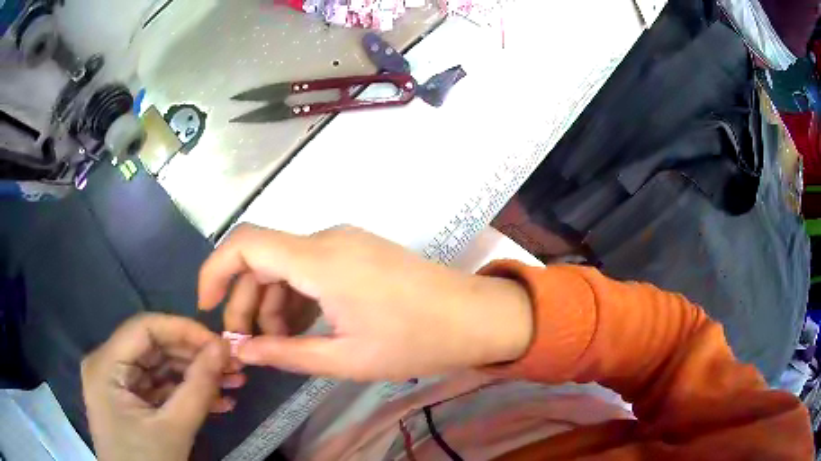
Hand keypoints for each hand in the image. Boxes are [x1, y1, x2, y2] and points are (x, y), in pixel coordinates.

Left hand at [81, 314, 244, 460]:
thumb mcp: (175, 429)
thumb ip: (198, 387)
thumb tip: (224, 347)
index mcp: (106, 365)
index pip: (144, 328)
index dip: (183, 329)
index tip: (220, 343)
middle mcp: (107, 364)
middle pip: (154, 346)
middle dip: (196, 356)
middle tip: (233, 366)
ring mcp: (118, 382)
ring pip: (161, 366)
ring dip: (197, 375)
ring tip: (234, 383)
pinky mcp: (130, 398)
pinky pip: (160, 386)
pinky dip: (187, 393)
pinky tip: (219, 402)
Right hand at [198, 225, 532, 381]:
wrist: (476, 318)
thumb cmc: (415, 342)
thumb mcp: (344, 358)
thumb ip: (285, 353)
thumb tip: (242, 350)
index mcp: (319, 260)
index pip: (244, 244)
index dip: (214, 271)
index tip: (206, 307)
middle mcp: (326, 239)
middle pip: (262, 259)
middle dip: (246, 301)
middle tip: (249, 344)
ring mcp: (344, 242)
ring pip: (285, 265)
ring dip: (272, 302)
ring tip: (281, 343)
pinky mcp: (358, 251)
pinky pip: (310, 267)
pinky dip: (296, 296)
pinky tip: (304, 327)